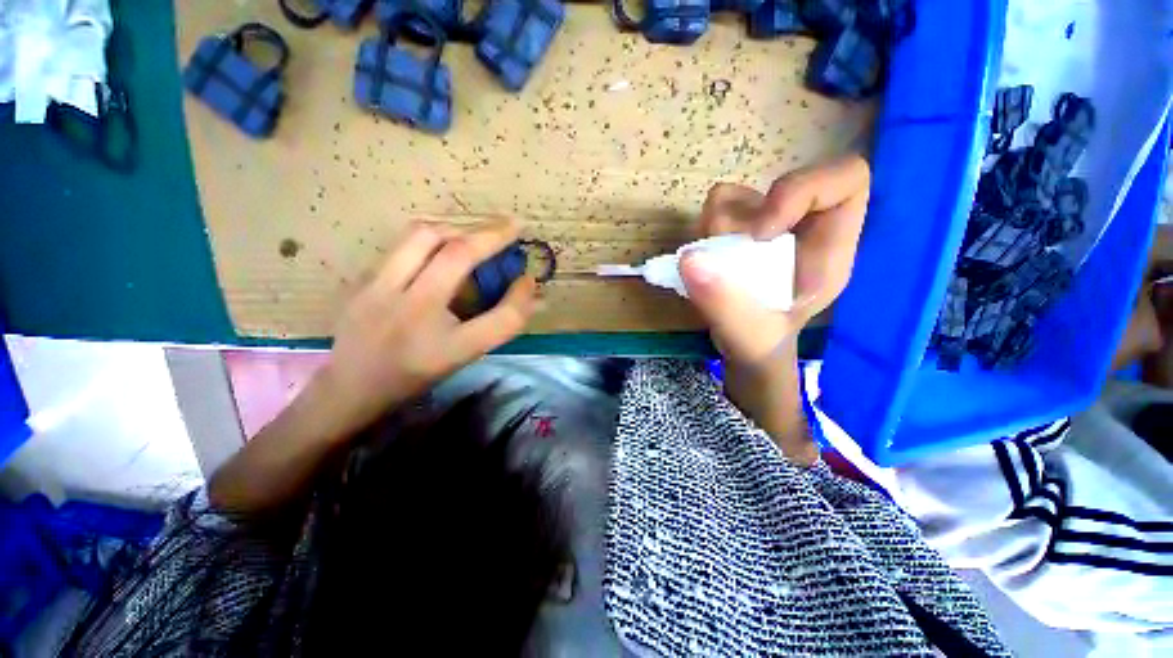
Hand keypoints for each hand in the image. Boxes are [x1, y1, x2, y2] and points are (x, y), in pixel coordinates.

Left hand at [318, 218, 536, 435]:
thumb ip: (500, 324)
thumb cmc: (416, 373)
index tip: (529, 277)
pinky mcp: (361, 279)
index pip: (498, 319)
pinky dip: (432, 239)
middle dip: (490, 233)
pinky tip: (441, 249)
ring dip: (458, 229)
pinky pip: (403, 244)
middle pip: (454, 252)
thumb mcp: (463, 356)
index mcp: (443, 347)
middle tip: (510, 227)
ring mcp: (377, 291)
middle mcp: (410, 313)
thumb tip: (530, 293)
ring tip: (475, 236)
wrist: (351, 384)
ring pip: (422, 235)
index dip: (521, 296)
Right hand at [680, 156, 869, 370]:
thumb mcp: (749, 336)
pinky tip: (708, 262)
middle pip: (779, 184)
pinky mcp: (739, 229)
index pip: (846, 180)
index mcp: (829, 249)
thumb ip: (724, 305)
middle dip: (741, 222)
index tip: (761, 233)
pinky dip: (704, 231)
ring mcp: (767, 225)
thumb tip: (690, 259)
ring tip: (716, 268)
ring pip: (738, 197)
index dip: (802, 190)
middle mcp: (802, 228)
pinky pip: (715, 209)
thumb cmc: (761, 344)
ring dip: (716, 231)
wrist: (746, 346)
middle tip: (727, 258)